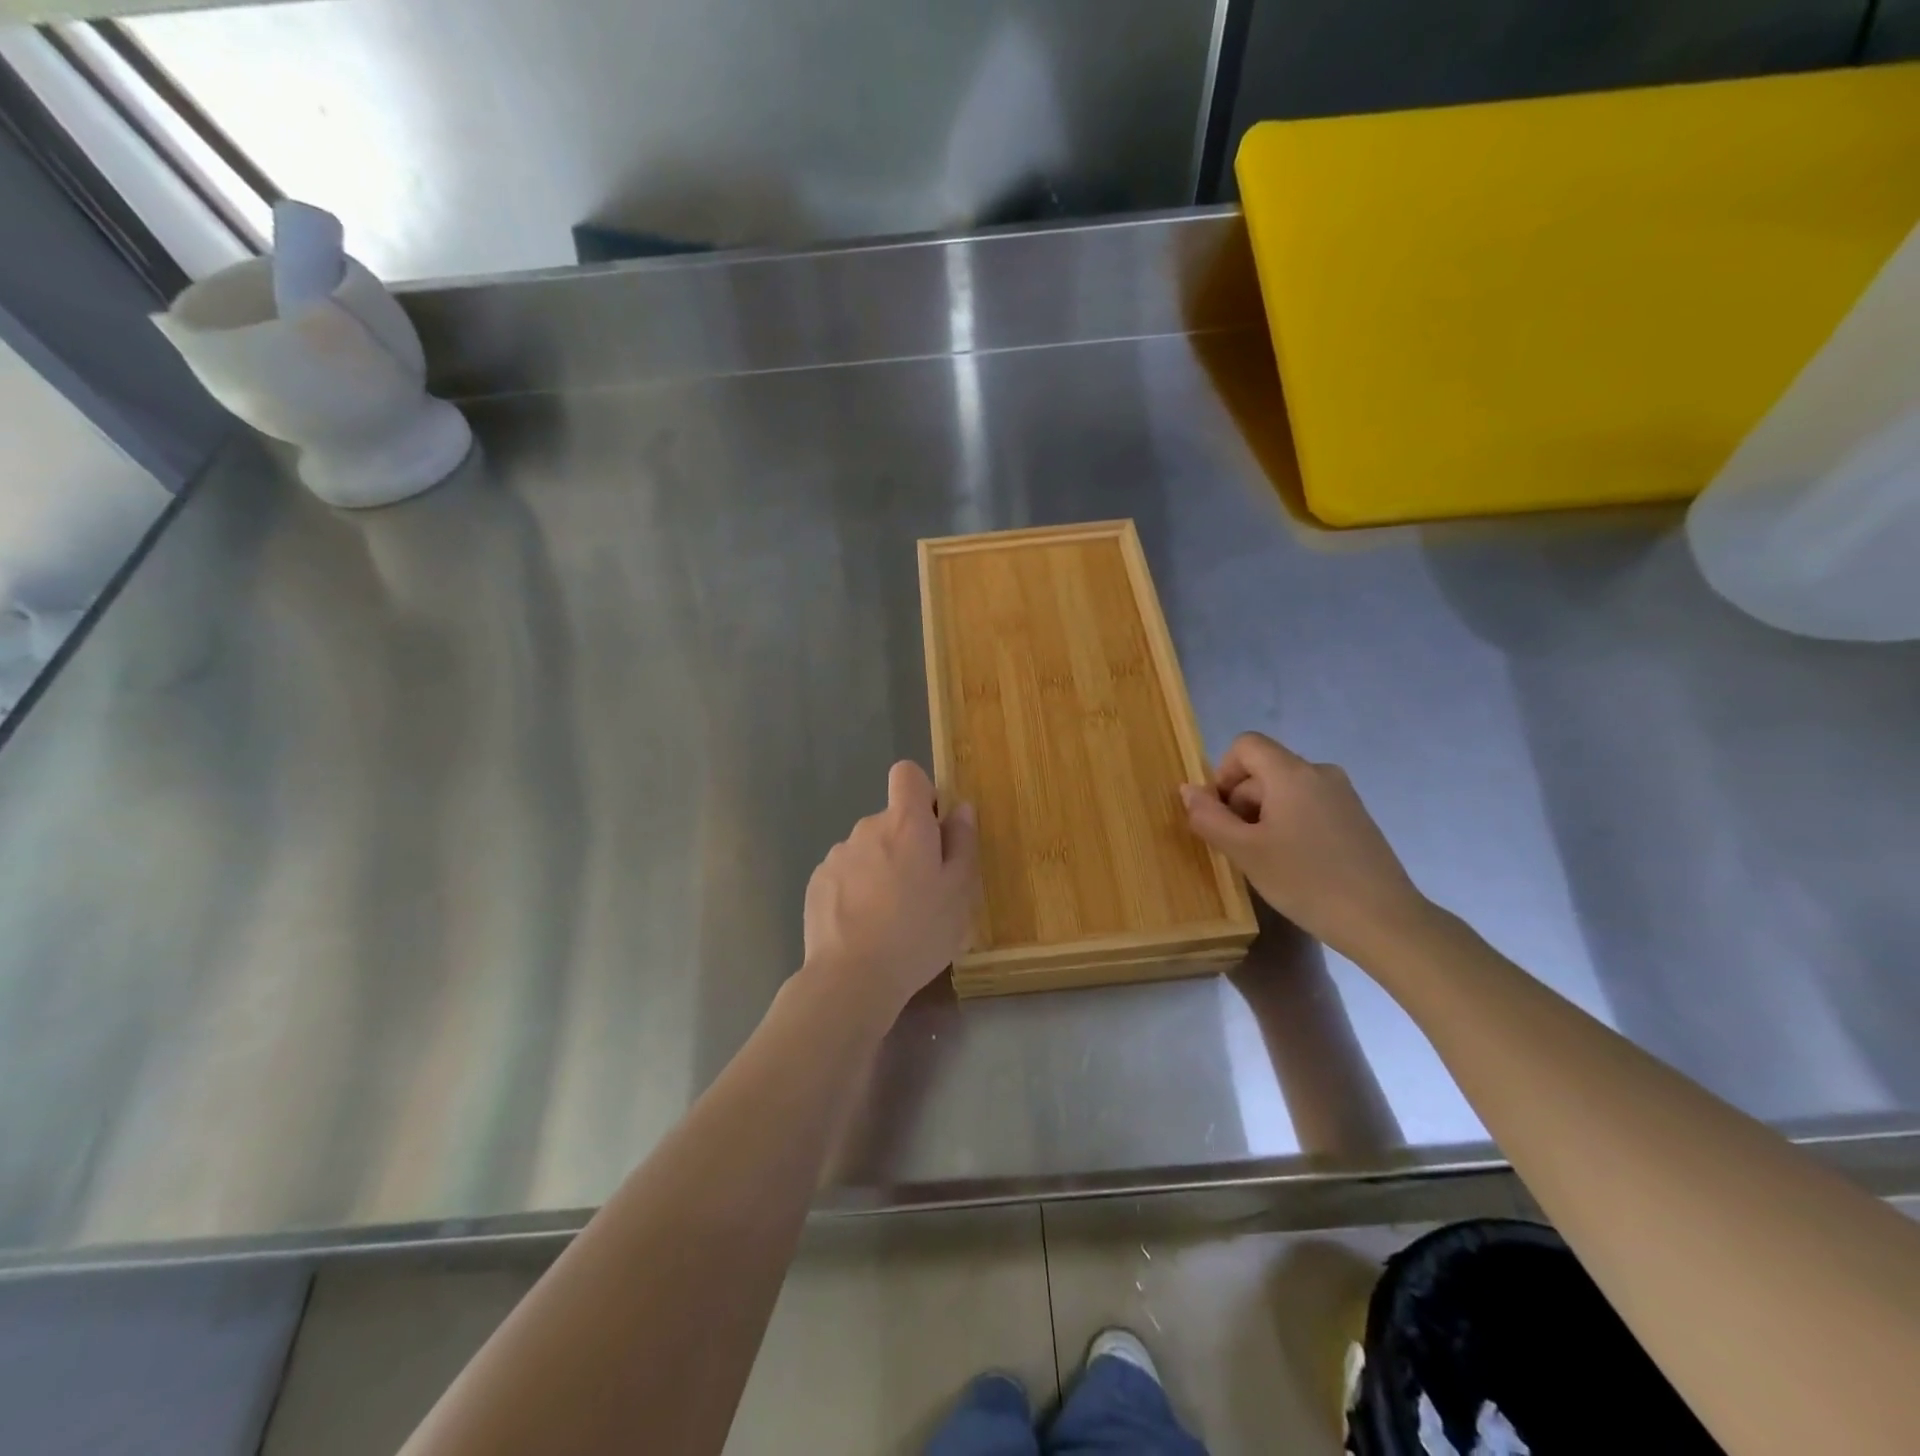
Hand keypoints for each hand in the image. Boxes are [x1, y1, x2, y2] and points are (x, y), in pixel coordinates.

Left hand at [801, 761, 979, 1019]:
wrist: (851, 978)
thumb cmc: (918, 932)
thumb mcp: (959, 891)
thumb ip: (962, 842)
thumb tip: (960, 808)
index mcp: (905, 824)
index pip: (907, 775)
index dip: (923, 793)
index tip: (934, 829)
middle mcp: (867, 828)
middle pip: (891, 819)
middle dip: (907, 844)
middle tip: (923, 890)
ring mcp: (837, 855)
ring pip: (868, 849)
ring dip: (881, 868)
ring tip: (891, 916)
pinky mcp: (817, 882)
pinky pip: (846, 873)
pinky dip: (857, 889)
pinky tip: (864, 926)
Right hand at [1181, 732, 1430, 962]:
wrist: (1383, 921)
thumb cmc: (1306, 881)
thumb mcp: (1245, 852)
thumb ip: (1209, 817)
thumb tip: (1188, 790)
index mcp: (1292, 773)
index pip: (1245, 745)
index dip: (1223, 773)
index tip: (1223, 814)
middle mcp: (1320, 772)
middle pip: (1263, 769)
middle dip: (1242, 801)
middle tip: (1241, 848)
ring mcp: (1343, 794)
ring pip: (1285, 790)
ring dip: (1264, 816)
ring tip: (1268, 859)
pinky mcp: (1355, 817)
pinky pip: (1308, 805)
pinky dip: (1290, 824)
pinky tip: (1296, 864)